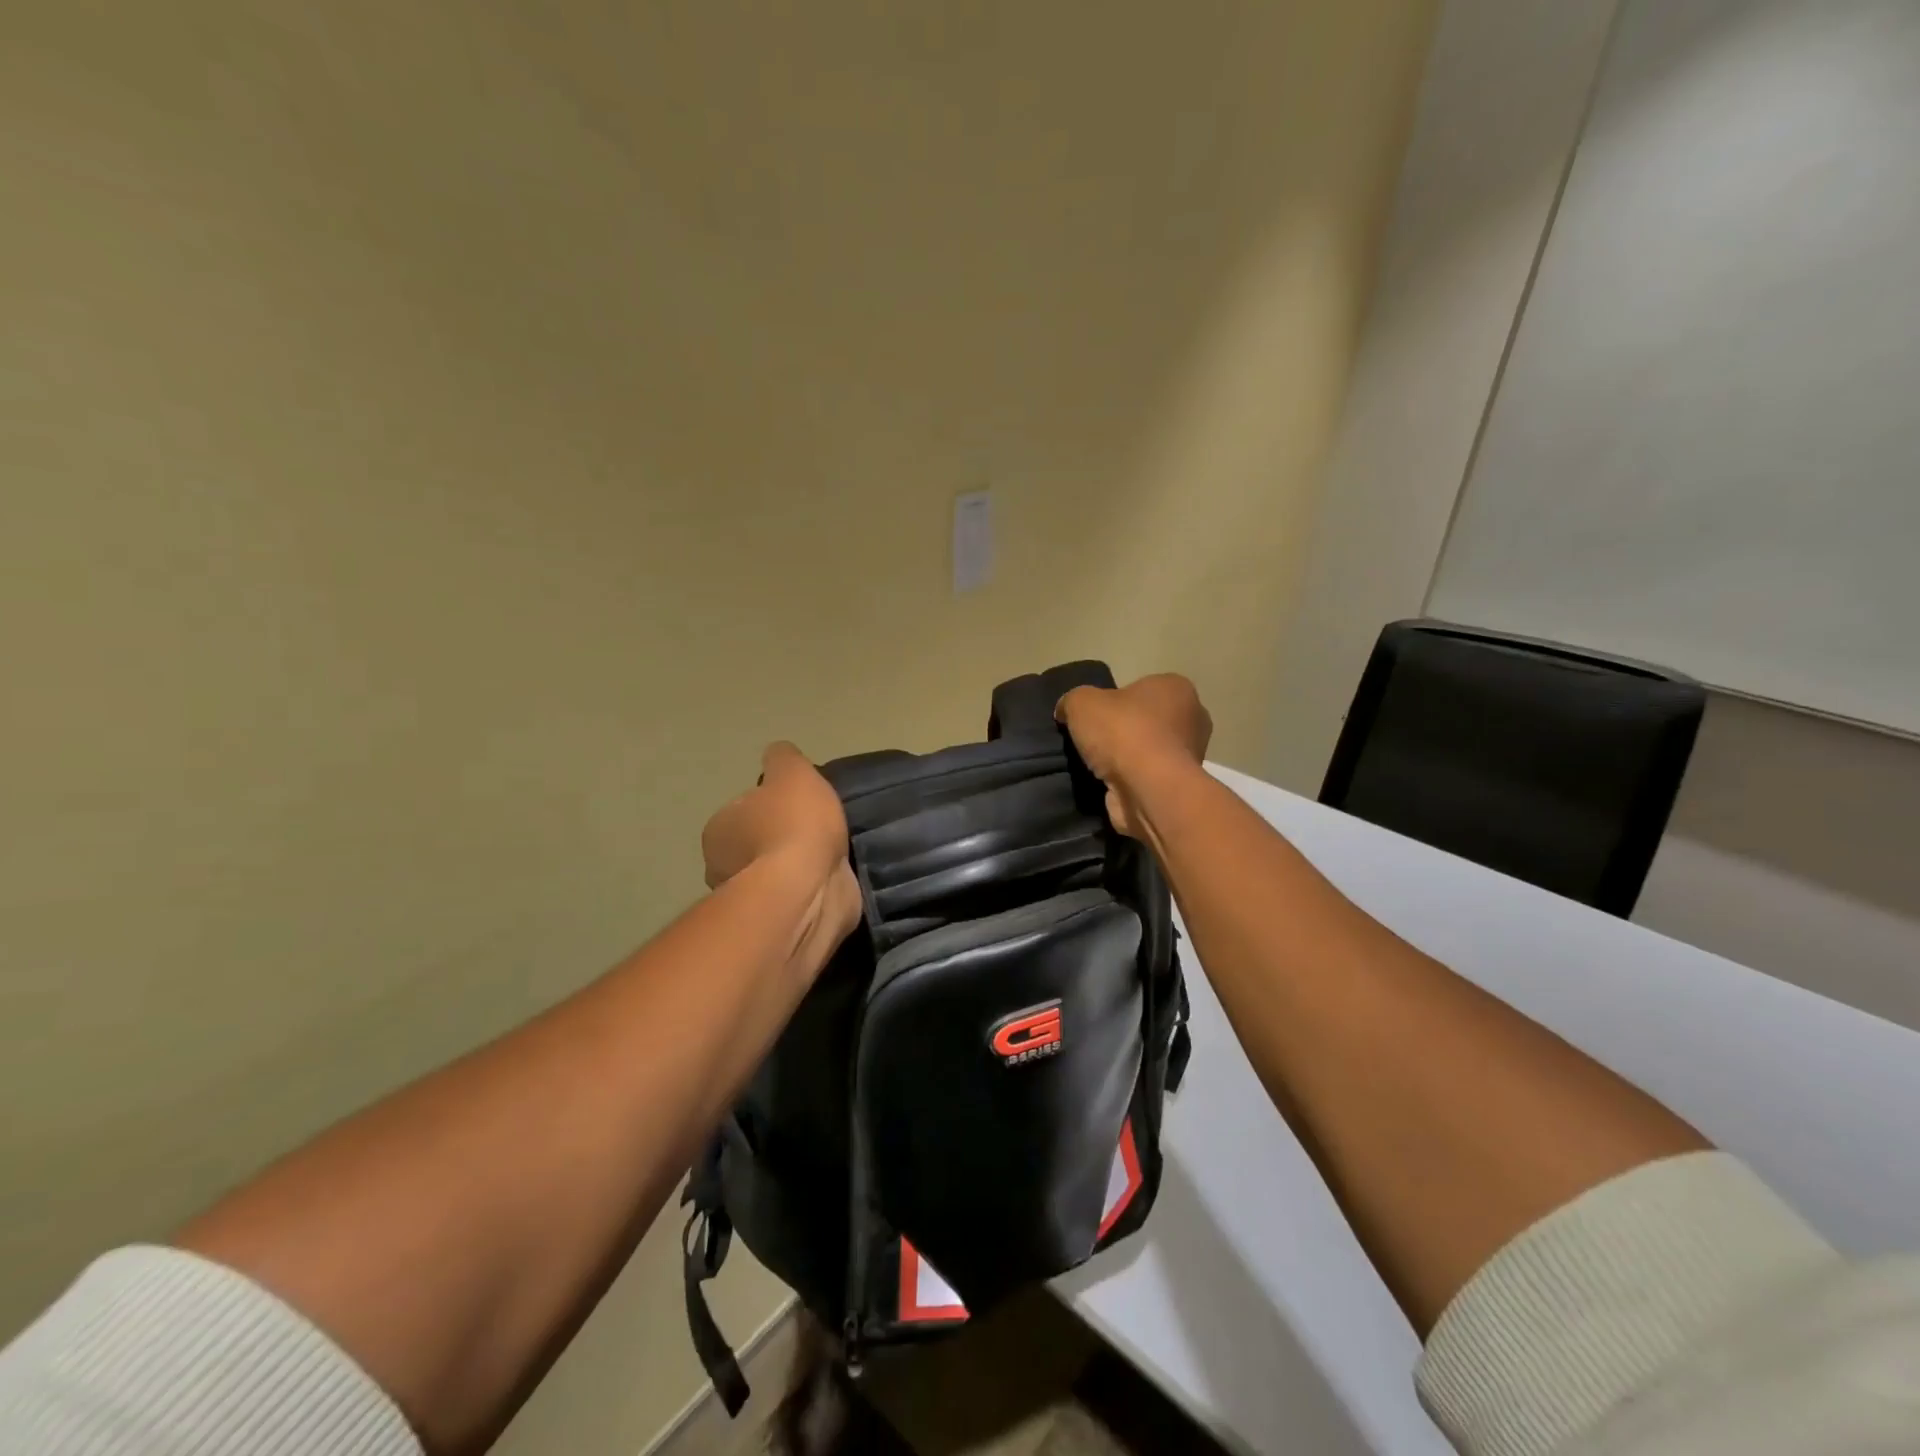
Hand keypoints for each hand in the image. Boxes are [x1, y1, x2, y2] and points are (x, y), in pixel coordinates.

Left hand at [702, 742, 861, 958]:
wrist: (809, 890)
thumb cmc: (794, 825)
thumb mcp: (792, 772)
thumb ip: (783, 759)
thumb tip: (777, 754)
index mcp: (719, 829)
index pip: (743, 810)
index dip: (771, 805)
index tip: (798, 805)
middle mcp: (723, 867)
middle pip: (755, 844)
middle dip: (780, 840)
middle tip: (817, 831)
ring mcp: (749, 901)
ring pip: (775, 875)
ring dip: (796, 868)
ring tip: (831, 857)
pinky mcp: (778, 924)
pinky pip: (794, 899)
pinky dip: (809, 890)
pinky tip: (832, 881)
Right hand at [1054, 674, 1210, 838]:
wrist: (1147, 790)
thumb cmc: (1122, 732)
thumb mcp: (1081, 702)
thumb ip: (1072, 701)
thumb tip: (1066, 711)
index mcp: (1176, 688)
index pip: (1140, 688)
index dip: (1113, 702)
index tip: (1094, 718)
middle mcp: (1192, 718)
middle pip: (1146, 720)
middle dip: (1122, 731)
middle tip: (1094, 742)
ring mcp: (1190, 756)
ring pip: (1148, 751)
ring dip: (1126, 759)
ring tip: (1098, 768)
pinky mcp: (1179, 787)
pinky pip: (1148, 777)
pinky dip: (1131, 782)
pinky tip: (1111, 786)